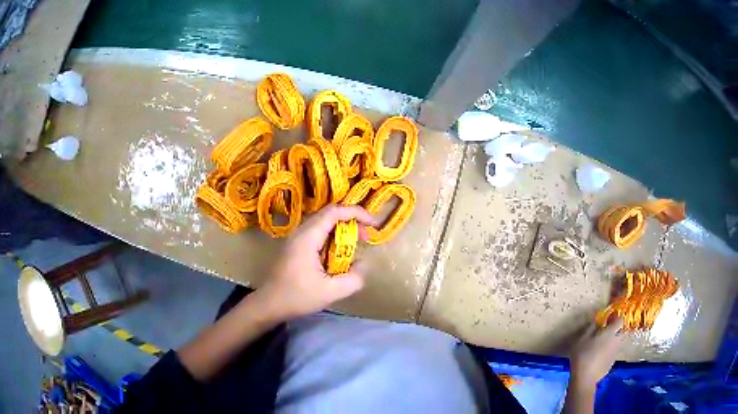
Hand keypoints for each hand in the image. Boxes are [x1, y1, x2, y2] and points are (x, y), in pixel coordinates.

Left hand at [257, 205, 377, 318]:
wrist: (268, 304)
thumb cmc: (297, 297)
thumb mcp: (330, 292)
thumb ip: (353, 279)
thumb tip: (363, 265)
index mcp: (307, 238)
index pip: (334, 212)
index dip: (356, 213)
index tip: (372, 224)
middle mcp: (300, 232)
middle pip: (328, 214)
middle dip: (351, 221)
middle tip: (365, 237)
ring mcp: (296, 239)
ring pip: (322, 224)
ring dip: (341, 230)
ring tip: (354, 245)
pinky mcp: (295, 247)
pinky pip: (317, 234)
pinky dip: (332, 238)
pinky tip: (337, 255)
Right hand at [569, 318, 623, 390]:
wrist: (585, 378)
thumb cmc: (583, 355)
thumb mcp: (582, 338)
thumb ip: (591, 327)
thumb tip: (596, 320)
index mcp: (610, 332)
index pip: (620, 320)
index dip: (615, 318)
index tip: (608, 320)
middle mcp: (616, 341)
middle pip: (621, 331)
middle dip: (616, 330)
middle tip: (605, 333)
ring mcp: (615, 353)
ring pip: (617, 343)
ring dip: (612, 342)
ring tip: (600, 346)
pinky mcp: (612, 363)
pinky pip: (612, 353)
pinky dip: (608, 353)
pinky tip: (598, 358)